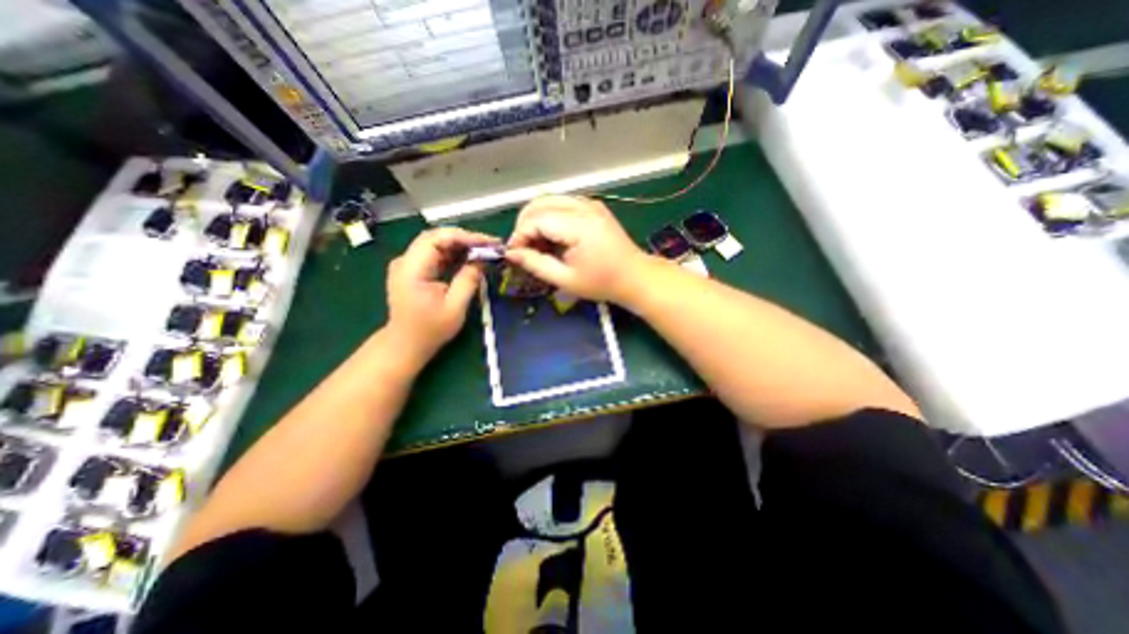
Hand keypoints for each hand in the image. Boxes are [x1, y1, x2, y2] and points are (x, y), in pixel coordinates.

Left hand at [386, 229, 494, 364]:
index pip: (437, 239)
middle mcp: (405, 261)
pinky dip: (453, 254)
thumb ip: (468, 280)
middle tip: (489, 245)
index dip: (465, 237)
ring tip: (483, 251)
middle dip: (465, 238)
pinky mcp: (413, 269)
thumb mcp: (455, 308)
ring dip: (460, 245)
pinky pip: (434, 254)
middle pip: (436, 237)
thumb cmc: (430, 330)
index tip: (488, 243)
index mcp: (411, 269)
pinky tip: (469, 258)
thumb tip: (482, 260)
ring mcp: (407, 264)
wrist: (406, 344)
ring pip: (436, 243)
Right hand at [508, 194, 647, 301]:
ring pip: (549, 200)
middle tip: (524, 249)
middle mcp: (583, 206)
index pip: (536, 219)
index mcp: (579, 225)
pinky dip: (550, 217)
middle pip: (539, 203)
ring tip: (537, 244)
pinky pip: (562, 203)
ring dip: (536, 219)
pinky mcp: (593, 206)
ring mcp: (589, 203)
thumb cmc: (602, 282)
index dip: (519, 235)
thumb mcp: (566, 279)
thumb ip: (536, 264)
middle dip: (525, 225)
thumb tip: (511, 254)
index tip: (514, 254)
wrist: (634, 276)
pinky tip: (552, 237)